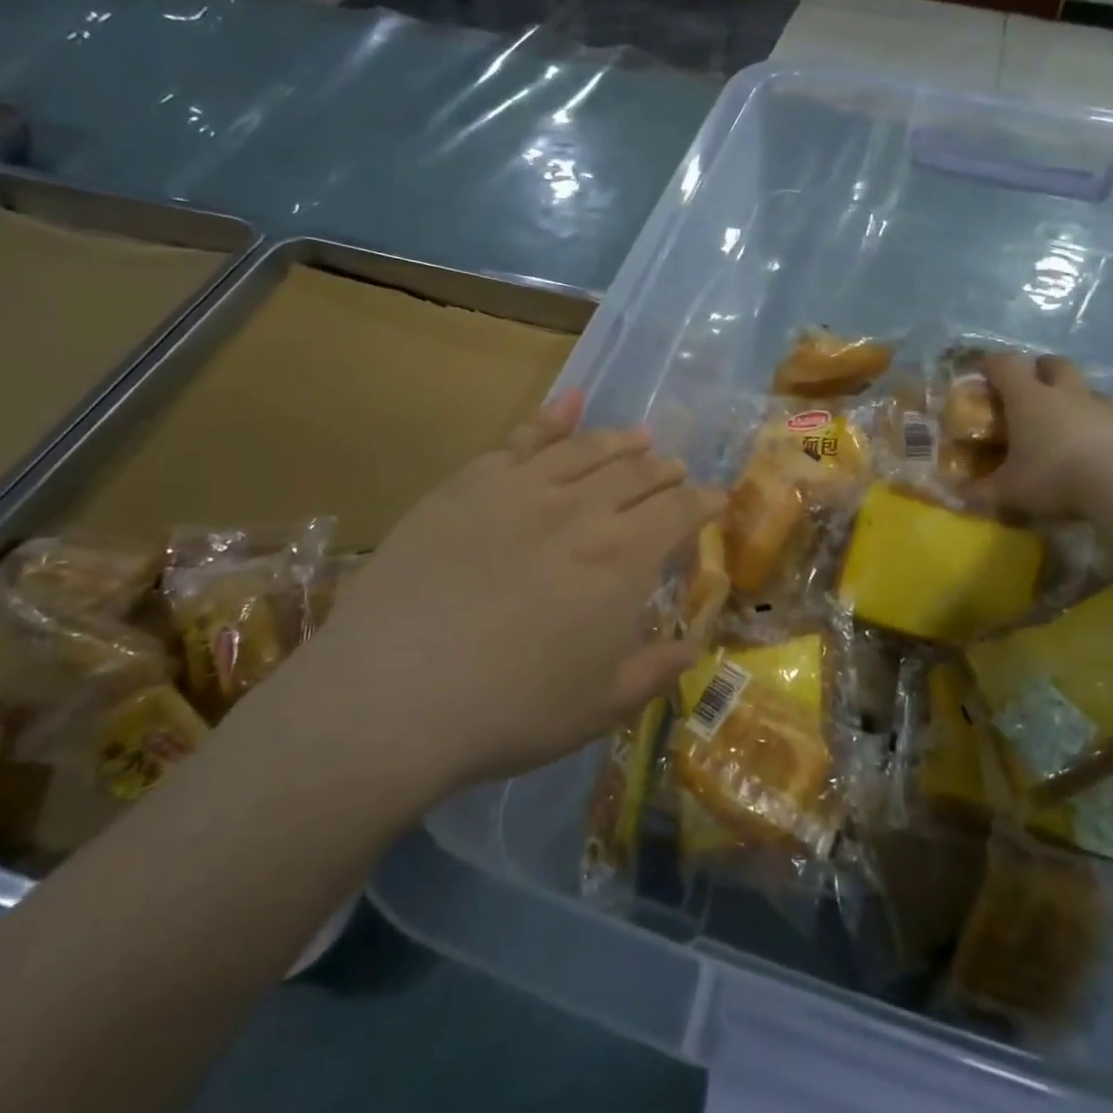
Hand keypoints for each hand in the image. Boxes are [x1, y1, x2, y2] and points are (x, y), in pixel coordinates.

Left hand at [305, 389, 721, 794]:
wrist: (395, 693)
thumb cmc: (511, 710)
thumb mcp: (601, 706)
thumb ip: (657, 669)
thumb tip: (695, 646)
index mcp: (624, 558)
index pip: (680, 512)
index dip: (705, 502)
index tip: (717, 499)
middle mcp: (583, 509)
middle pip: (639, 473)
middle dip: (666, 471)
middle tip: (676, 472)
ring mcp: (524, 488)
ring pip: (588, 449)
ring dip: (623, 441)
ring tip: (641, 437)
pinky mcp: (471, 482)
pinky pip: (522, 438)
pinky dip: (552, 417)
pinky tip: (570, 403)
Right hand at [978, 352, 1112, 518]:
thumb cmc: (1051, 475)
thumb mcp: (1007, 490)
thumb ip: (979, 491)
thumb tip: (955, 493)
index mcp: (1027, 398)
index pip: (1006, 365)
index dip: (991, 364)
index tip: (982, 370)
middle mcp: (1063, 394)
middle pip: (1053, 363)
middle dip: (1040, 368)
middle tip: (1029, 384)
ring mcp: (1098, 407)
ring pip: (1085, 385)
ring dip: (1073, 391)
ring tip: (1065, 412)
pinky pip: (1110, 412)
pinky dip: (1098, 418)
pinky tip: (1094, 436)